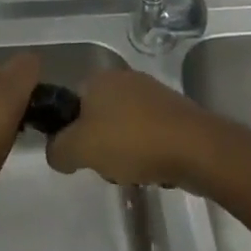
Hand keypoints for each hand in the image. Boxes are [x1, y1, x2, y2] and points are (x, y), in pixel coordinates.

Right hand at [45, 69, 218, 190]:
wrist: (194, 147)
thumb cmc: (132, 141)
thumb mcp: (81, 149)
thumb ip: (58, 150)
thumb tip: (56, 152)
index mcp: (99, 78)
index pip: (72, 104)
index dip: (72, 132)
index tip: (82, 156)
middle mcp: (123, 78)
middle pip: (98, 116)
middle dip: (100, 144)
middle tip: (108, 166)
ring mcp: (151, 93)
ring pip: (124, 127)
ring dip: (125, 151)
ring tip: (134, 172)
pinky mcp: (173, 112)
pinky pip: (148, 133)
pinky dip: (147, 151)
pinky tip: (154, 169)